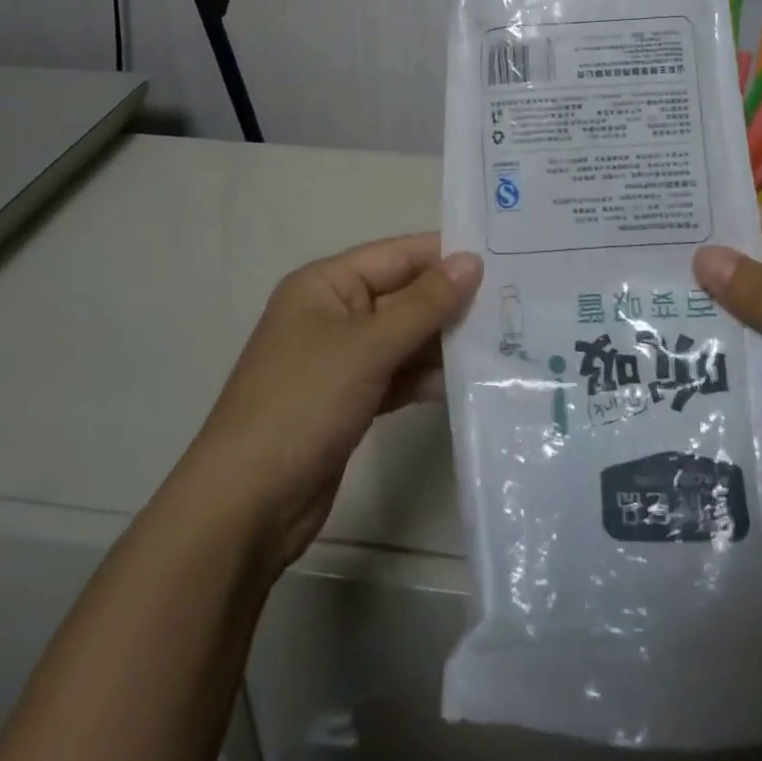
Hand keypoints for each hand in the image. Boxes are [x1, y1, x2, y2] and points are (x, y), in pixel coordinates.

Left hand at [180, 235, 481, 569]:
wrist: (246, 506)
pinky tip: (466, 381)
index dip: (446, 255)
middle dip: (451, 301)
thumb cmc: (303, 404)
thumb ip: (424, 303)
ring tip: (503, 341)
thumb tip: (472, 260)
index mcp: (326, 284)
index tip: (504, 257)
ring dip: (444, 341)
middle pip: (403, 295)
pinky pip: (397, 373)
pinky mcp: (350, 399)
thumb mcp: (368, 346)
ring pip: (404, 337)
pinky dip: (425, 376)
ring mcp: (341, 359)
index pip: (397, 254)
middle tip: (515, 303)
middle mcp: (333, 312)